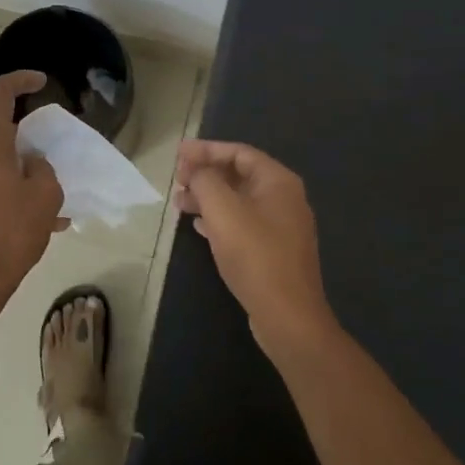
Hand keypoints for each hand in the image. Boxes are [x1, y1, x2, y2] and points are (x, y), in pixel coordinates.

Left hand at [0, 70, 65, 315]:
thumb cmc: (9, 233)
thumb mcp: (45, 196)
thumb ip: (42, 168)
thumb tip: (29, 164)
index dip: (21, 80)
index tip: (41, 82)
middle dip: (27, 143)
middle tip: (53, 163)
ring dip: (20, 174)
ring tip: (51, 204)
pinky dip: (7, 193)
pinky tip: (34, 222)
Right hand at [174, 140, 335, 356]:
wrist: (287, 315)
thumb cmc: (255, 255)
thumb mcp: (223, 211)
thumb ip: (206, 181)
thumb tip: (196, 169)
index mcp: (278, 181)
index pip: (239, 152)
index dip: (206, 150)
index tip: (178, 154)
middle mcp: (284, 198)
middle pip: (239, 175)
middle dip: (206, 174)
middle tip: (176, 179)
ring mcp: (281, 226)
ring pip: (239, 201)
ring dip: (208, 198)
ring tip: (178, 203)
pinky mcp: (274, 251)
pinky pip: (242, 223)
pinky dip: (219, 219)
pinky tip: (198, 227)